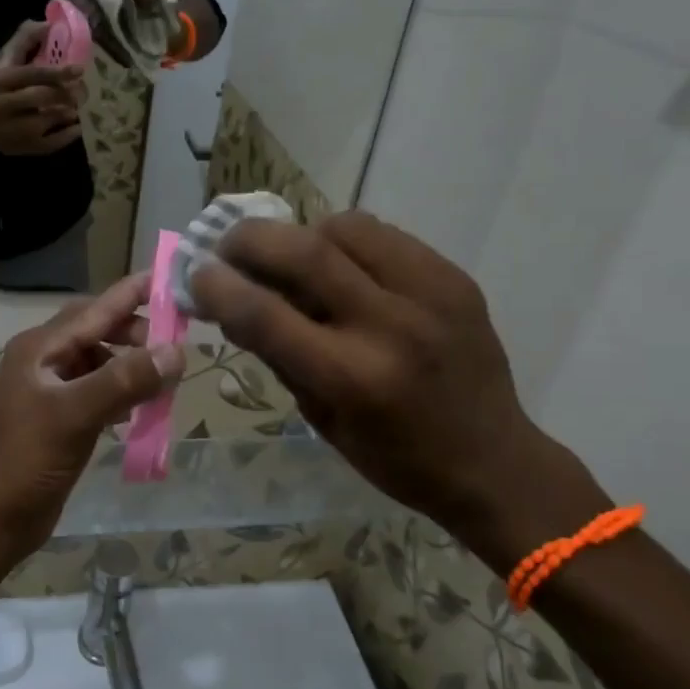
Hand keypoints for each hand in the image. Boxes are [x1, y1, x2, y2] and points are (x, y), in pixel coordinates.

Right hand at [0, 21, 85, 155]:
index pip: (31, 74)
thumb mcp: (2, 60)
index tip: (79, 70)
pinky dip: (63, 138)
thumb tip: (49, 24)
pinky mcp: (15, 147)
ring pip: (42, 122)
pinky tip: (76, 129)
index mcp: (0, 80)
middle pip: (38, 98)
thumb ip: (24, 41)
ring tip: (80, 108)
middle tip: (83, 92)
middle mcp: (2, 104)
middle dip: (63, 95)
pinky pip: (44, 145)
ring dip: (65, 115)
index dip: (57, 72)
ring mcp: (8, 129)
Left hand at [0, 274, 185, 562]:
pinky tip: (140, 408)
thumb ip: (124, 380)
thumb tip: (176, 352)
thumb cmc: (29, 460)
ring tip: (163, 381)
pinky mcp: (61, 415)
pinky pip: (99, 389)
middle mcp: (44, 359)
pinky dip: (122, 392)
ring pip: (101, 361)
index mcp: (40, 347)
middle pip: (98, 330)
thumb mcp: (76, 415)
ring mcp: (51, 387)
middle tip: (173, 348)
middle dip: (136, 333)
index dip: (133, 293)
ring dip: (131, 365)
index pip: (95, 308)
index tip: (172, 280)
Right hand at [189, 211, 587, 564]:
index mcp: (352, 378)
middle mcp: (391, 326)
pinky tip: (340, 266)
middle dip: (251, 240)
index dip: (219, 287)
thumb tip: (231, 302)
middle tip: (227, 247)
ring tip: (290, 258)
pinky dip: (345, 241)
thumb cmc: (394, 457)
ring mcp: (429, 293)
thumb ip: (277, 355)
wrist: (494, 460)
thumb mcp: (321, 418)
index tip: (196, 275)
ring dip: (301, 235)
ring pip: (345, 228)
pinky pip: (383, 235)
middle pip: (305, 252)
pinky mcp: (453, 277)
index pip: (266, 315)